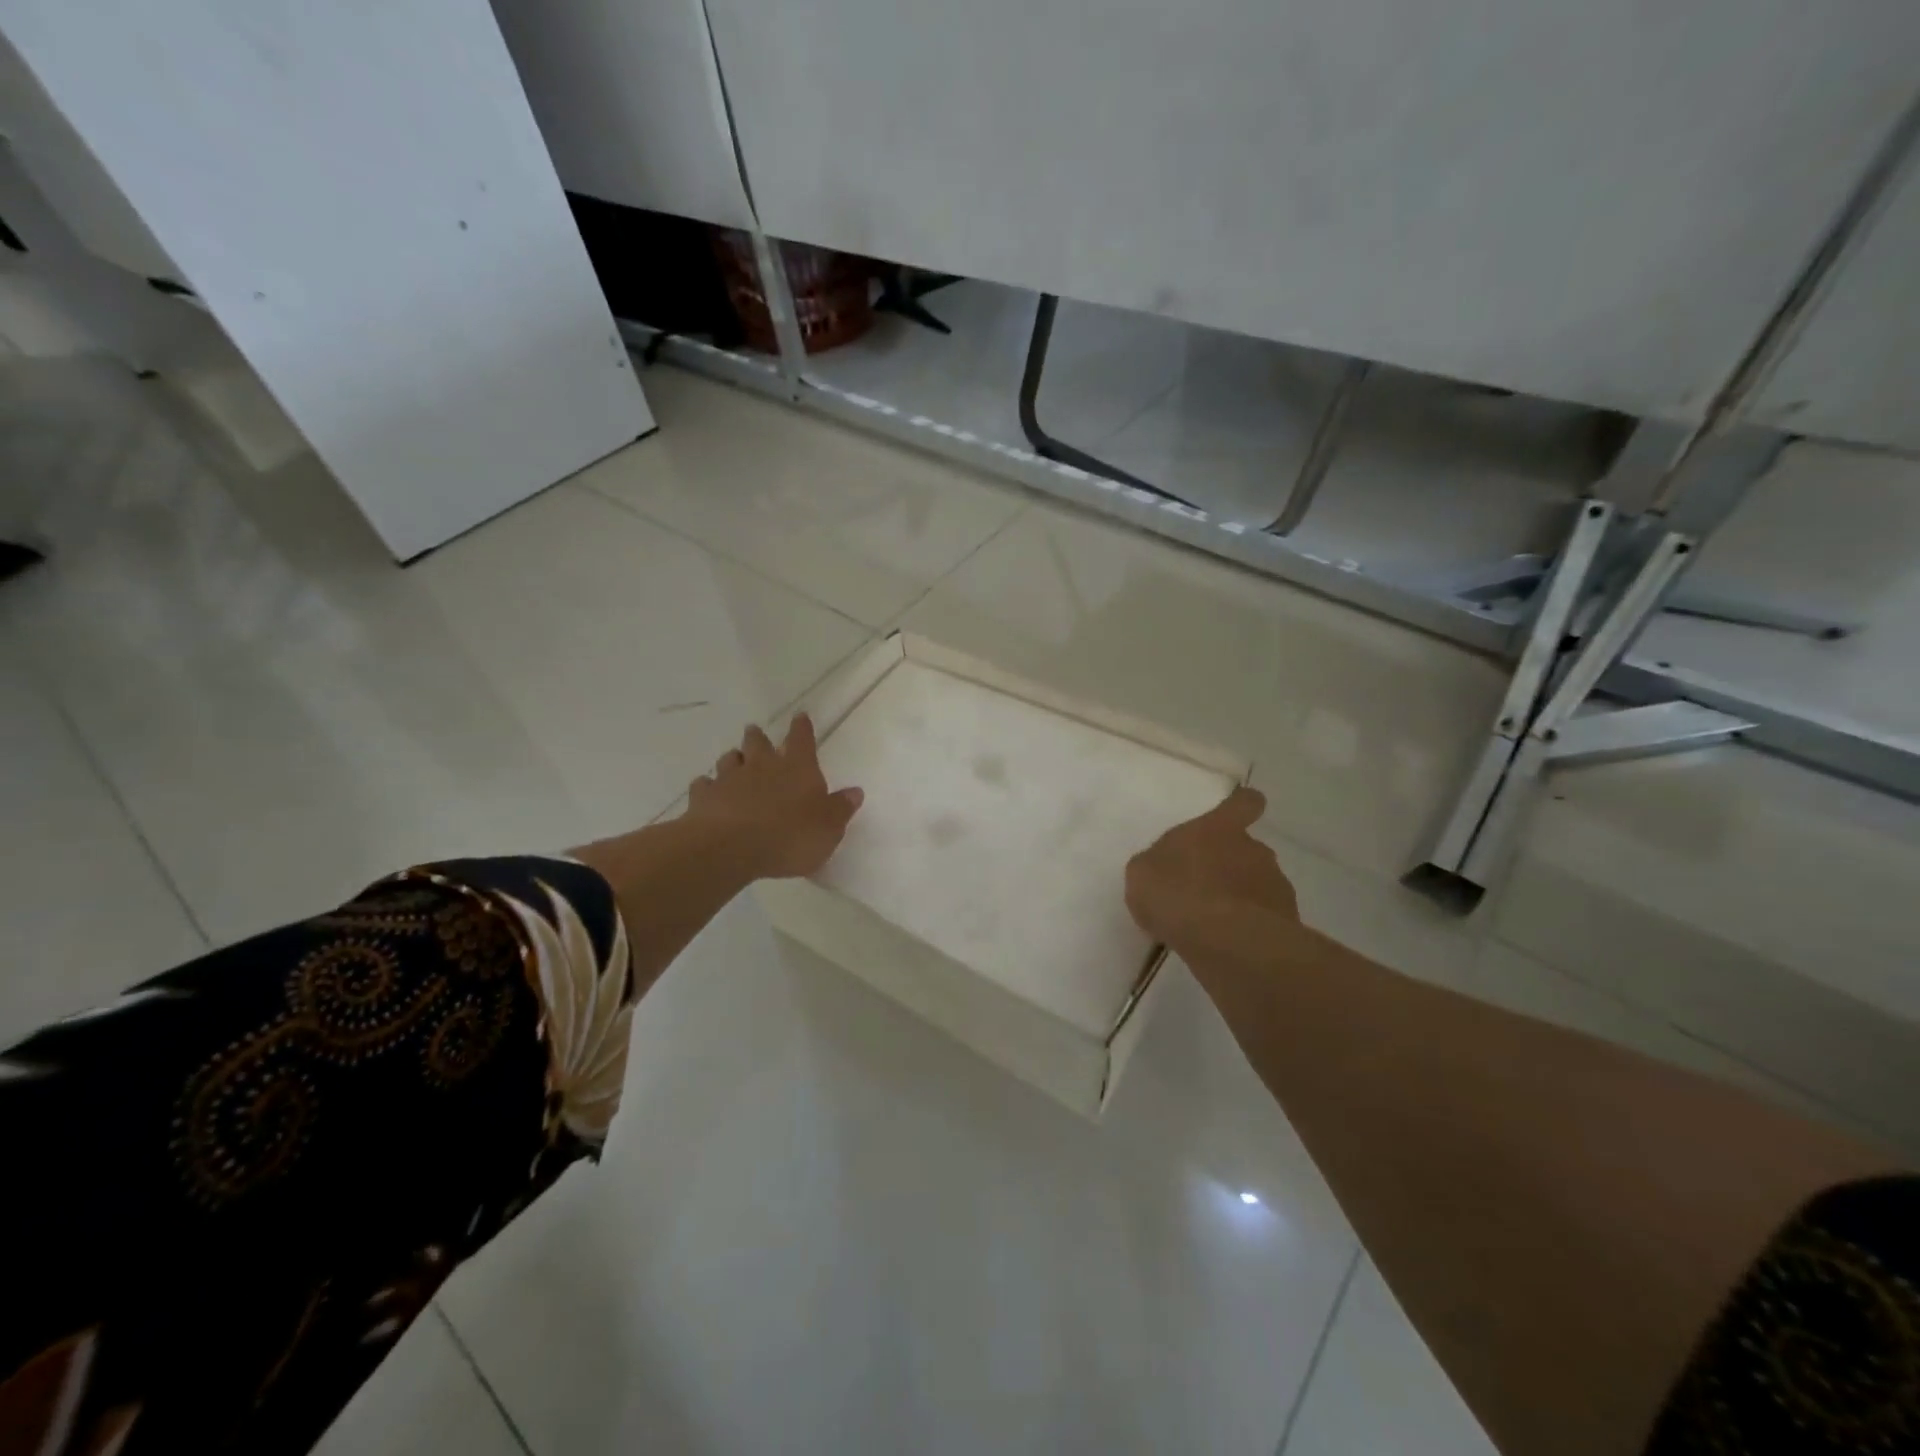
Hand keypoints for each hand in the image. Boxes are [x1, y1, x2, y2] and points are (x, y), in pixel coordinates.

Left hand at [683, 714, 864, 879]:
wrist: (731, 848)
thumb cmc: (790, 836)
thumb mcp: (828, 828)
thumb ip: (840, 808)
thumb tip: (855, 791)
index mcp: (797, 768)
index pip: (802, 740)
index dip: (802, 728)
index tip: (800, 716)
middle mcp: (762, 766)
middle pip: (758, 743)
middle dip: (759, 737)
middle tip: (756, 732)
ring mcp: (729, 780)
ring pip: (729, 759)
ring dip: (733, 758)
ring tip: (734, 760)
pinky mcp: (703, 798)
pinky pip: (704, 785)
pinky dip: (707, 786)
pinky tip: (708, 790)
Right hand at [1124, 787, 1296, 945]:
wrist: (1224, 942)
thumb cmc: (1177, 893)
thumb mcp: (1143, 873)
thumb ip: (1157, 864)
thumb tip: (1165, 868)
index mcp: (1219, 829)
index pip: (1244, 803)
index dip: (1241, 806)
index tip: (1236, 815)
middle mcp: (1253, 849)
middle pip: (1247, 850)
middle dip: (1231, 867)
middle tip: (1203, 891)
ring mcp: (1276, 885)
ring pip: (1259, 886)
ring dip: (1241, 900)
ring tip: (1214, 927)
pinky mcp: (1287, 922)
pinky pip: (1266, 920)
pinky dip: (1250, 929)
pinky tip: (1228, 946)